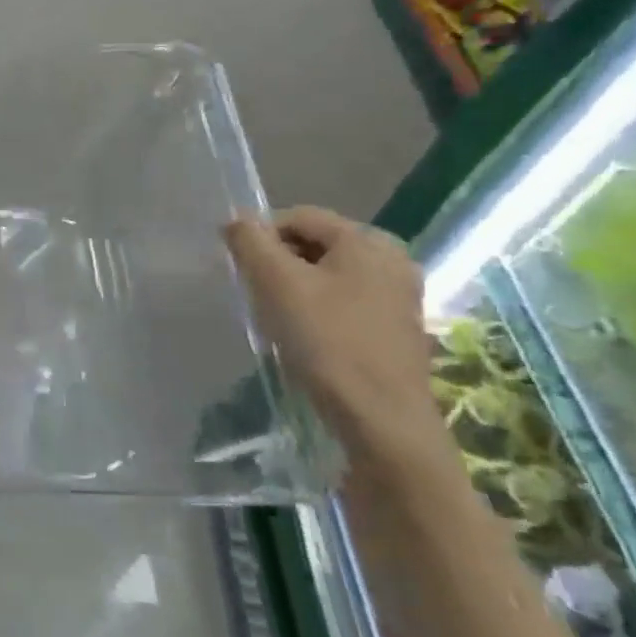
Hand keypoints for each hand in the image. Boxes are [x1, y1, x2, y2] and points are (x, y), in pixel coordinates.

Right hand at [224, 206, 452, 488]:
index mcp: (369, 240)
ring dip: (295, 287)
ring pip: (329, 274)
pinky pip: (345, 301)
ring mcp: (399, 296)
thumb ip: (250, 242)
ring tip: (274, 316)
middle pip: (316, 244)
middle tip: (254, 292)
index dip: (260, 235)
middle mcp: (392, 259)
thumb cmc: (326, 341)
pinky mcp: (397, 328)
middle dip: (278, 262)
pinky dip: (317, 309)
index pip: (299, 217)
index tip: (238, 268)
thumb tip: (236, 219)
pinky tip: (303, 336)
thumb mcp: (276, 283)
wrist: (380, 419)